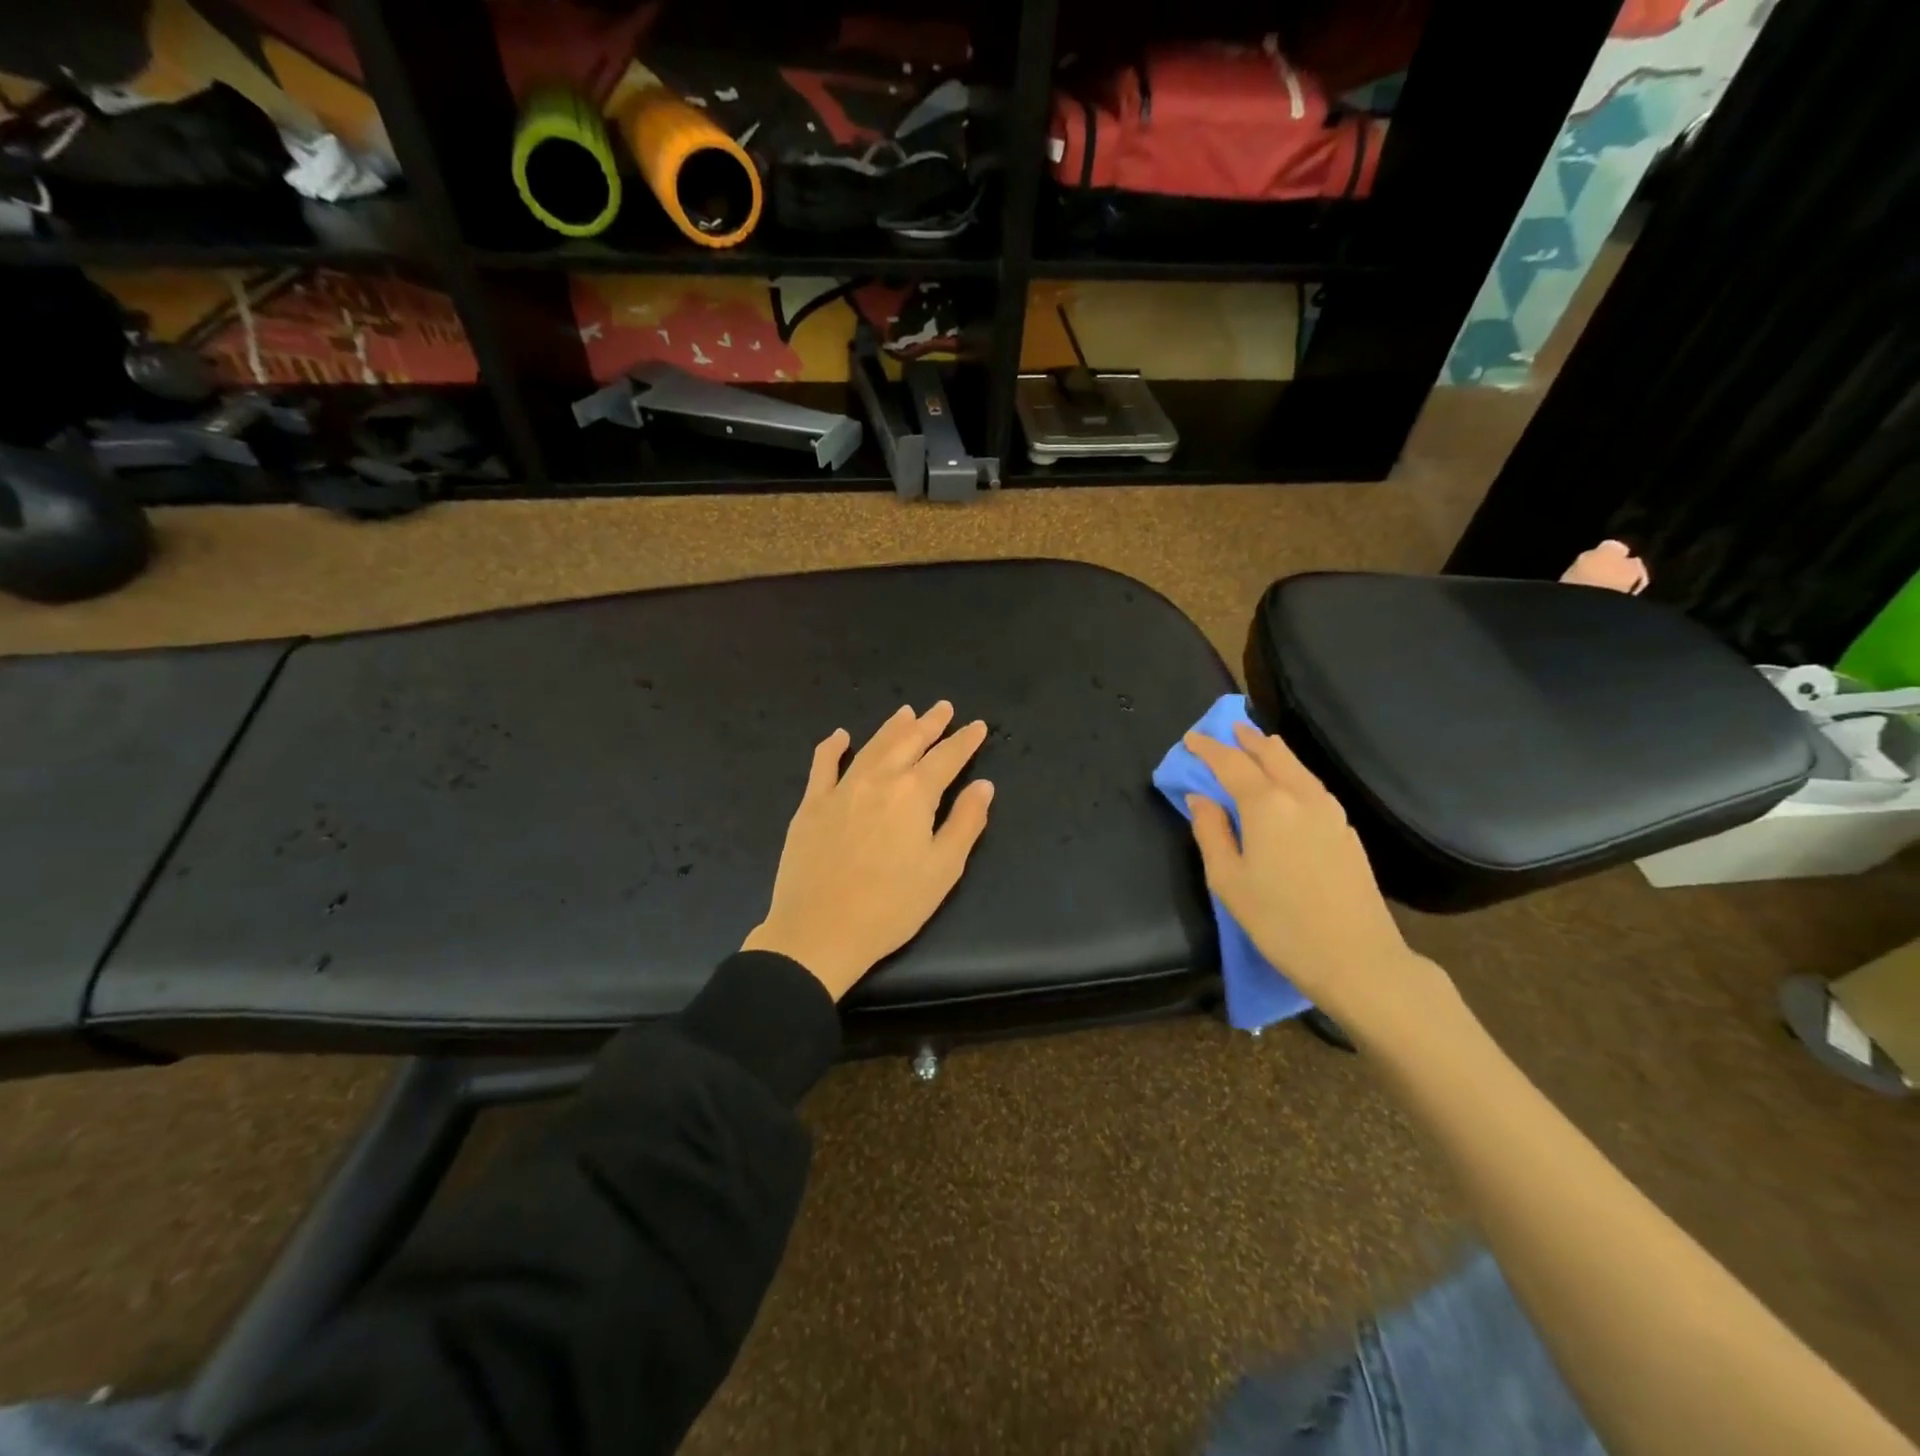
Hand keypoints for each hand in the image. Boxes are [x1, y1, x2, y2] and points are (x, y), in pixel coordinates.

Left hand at [743, 702, 994, 1000]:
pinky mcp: (811, 805)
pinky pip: (822, 765)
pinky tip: (840, 736)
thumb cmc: (891, 906)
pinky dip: (832, 747)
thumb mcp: (943, 870)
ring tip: (907, 712)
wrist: (820, 931)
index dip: (964, 740)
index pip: (946, 758)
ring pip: (871, 746)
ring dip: (892, 727)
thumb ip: (966, 822)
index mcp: (914, 794)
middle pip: (909, 742)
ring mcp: (840, 789)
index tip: (977, 726)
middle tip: (944, 707)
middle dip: (930, 723)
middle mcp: (878, 780)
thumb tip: (983, 786)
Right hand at [1182, 722, 1455, 1035]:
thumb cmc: (1279, 921)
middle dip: (1246, 740)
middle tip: (1228, 731)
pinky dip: (1293, 773)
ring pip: (1297, 767)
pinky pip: (1313, 786)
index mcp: (1266, 805)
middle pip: (1272, 754)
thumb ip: (1210, 832)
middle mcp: (1300, 797)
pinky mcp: (1347, 831)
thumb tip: (1200, 799)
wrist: (1357, 958)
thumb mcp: (1228, 880)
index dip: (1208, 748)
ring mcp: (1330, 812)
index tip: (1191, 738)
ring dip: (1273, 752)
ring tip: (1258, 747)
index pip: (1231, 763)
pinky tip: (1289, 785)